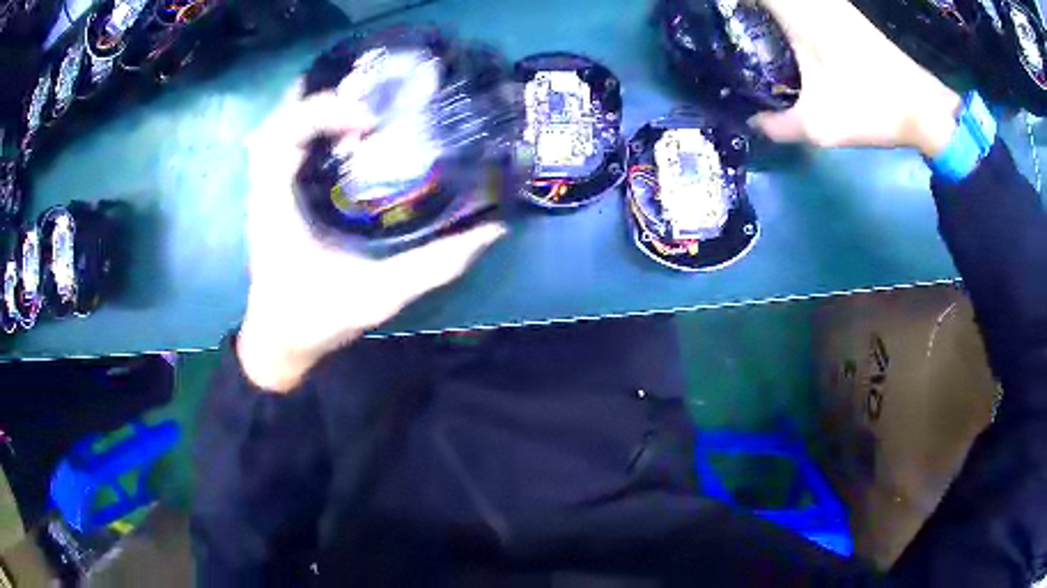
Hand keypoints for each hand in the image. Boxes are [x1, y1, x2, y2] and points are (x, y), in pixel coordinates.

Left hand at [238, 83, 506, 391]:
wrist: (279, 341)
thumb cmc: (315, 320)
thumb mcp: (378, 297)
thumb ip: (433, 267)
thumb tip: (489, 230)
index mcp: (278, 208)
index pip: (281, 136)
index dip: (321, 112)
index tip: (368, 120)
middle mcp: (267, 189)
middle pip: (280, 118)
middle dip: (323, 97)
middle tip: (371, 92)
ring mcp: (268, 188)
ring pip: (280, 125)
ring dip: (317, 105)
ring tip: (362, 98)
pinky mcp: (276, 193)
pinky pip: (287, 142)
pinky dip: (313, 123)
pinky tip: (346, 125)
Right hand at [751, 0, 960, 157]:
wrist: (924, 107)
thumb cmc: (871, 110)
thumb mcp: (820, 126)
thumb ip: (780, 126)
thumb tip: (753, 124)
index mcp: (800, 15)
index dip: (732, 0)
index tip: (714, 11)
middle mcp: (815, 1)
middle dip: (749, 4)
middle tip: (734, 19)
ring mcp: (833, 3)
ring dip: (770, 7)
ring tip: (755, 20)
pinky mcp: (846, 11)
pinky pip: (809, 1)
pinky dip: (789, 8)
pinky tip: (785, 23)